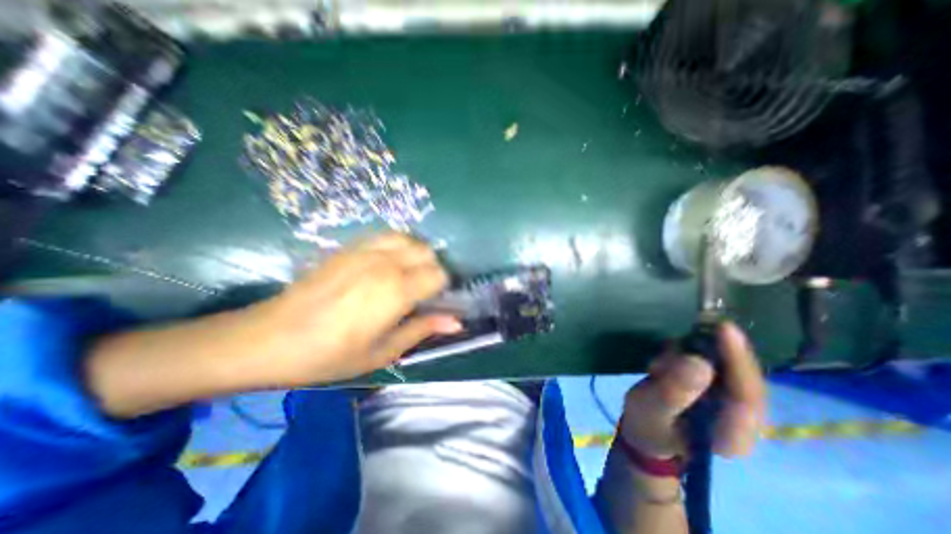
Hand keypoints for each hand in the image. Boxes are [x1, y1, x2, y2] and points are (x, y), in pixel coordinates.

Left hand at [248, 231, 460, 386]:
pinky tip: (386, 265)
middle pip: (427, 252)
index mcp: (396, 290)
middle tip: (421, 292)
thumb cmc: (329, 355)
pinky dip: (397, 246)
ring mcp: (365, 250)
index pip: (439, 274)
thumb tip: (457, 322)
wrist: (268, 339)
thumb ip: (423, 329)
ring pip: (409, 239)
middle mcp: (385, 262)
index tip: (433, 303)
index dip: (442, 289)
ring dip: (416, 255)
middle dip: (432, 270)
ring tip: (406, 276)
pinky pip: (385, 236)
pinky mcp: (348, 247)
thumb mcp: (383, 351)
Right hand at [617, 320, 762, 463]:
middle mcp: (743, 419)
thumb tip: (698, 362)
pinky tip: (669, 357)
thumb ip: (672, 392)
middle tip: (697, 325)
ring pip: (730, 364)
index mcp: (732, 436)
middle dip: (718, 350)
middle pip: (745, 376)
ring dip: (699, 351)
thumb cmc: (647, 424)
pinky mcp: (720, 388)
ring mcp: (732, 402)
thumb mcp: (652, 409)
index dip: (738, 361)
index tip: (724, 329)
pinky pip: (716, 360)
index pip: (748, 397)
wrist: (646, 429)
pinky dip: (693, 350)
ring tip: (665, 360)